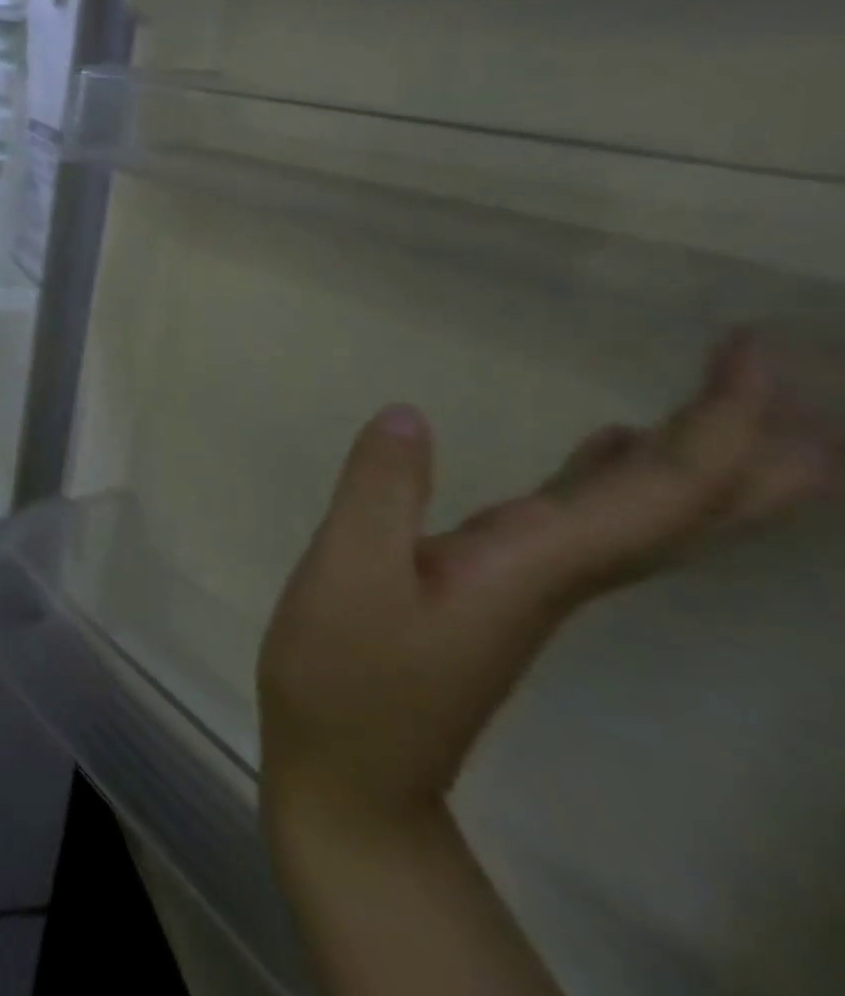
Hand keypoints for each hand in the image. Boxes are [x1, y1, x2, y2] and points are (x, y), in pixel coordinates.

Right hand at [259, 336, 834, 840]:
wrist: (353, 769)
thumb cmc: (347, 672)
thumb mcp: (348, 575)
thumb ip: (380, 492)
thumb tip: (408, 415)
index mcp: (537, 566)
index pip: (664, 491)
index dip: (724, 423)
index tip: (751, 351)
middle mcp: (561, 575)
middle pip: (692, 512)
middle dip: (751, 442)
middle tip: (774, 367)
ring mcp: (532, 586)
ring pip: (652, 519)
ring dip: (702, 459)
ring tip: (725, 399)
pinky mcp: (497, 589)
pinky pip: (594, 524)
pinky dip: (622, 479)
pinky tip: (606, 449)